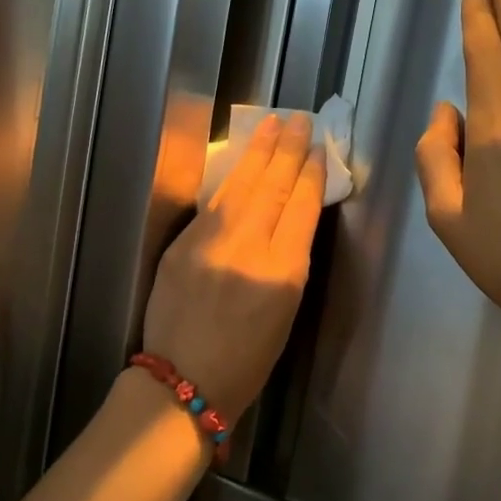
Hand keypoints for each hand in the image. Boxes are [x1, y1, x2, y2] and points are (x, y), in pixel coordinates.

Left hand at [143, 113, 325, 418]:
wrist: (183, 381)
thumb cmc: (247, 360)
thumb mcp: (286, 312)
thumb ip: (290, 260)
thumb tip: (291, 217)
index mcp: (282, 273)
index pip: (301, 208)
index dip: (311, 174)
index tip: (318, 149)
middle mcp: (247, 250)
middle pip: (272, 187)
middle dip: (288, 149)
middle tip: (299, 120)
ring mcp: (210, 243)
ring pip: (240, 186)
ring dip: (258, 151)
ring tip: (272, 124)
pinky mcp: (182, 245)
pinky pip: (213, 203)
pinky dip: (230, 178)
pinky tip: (240, 160)